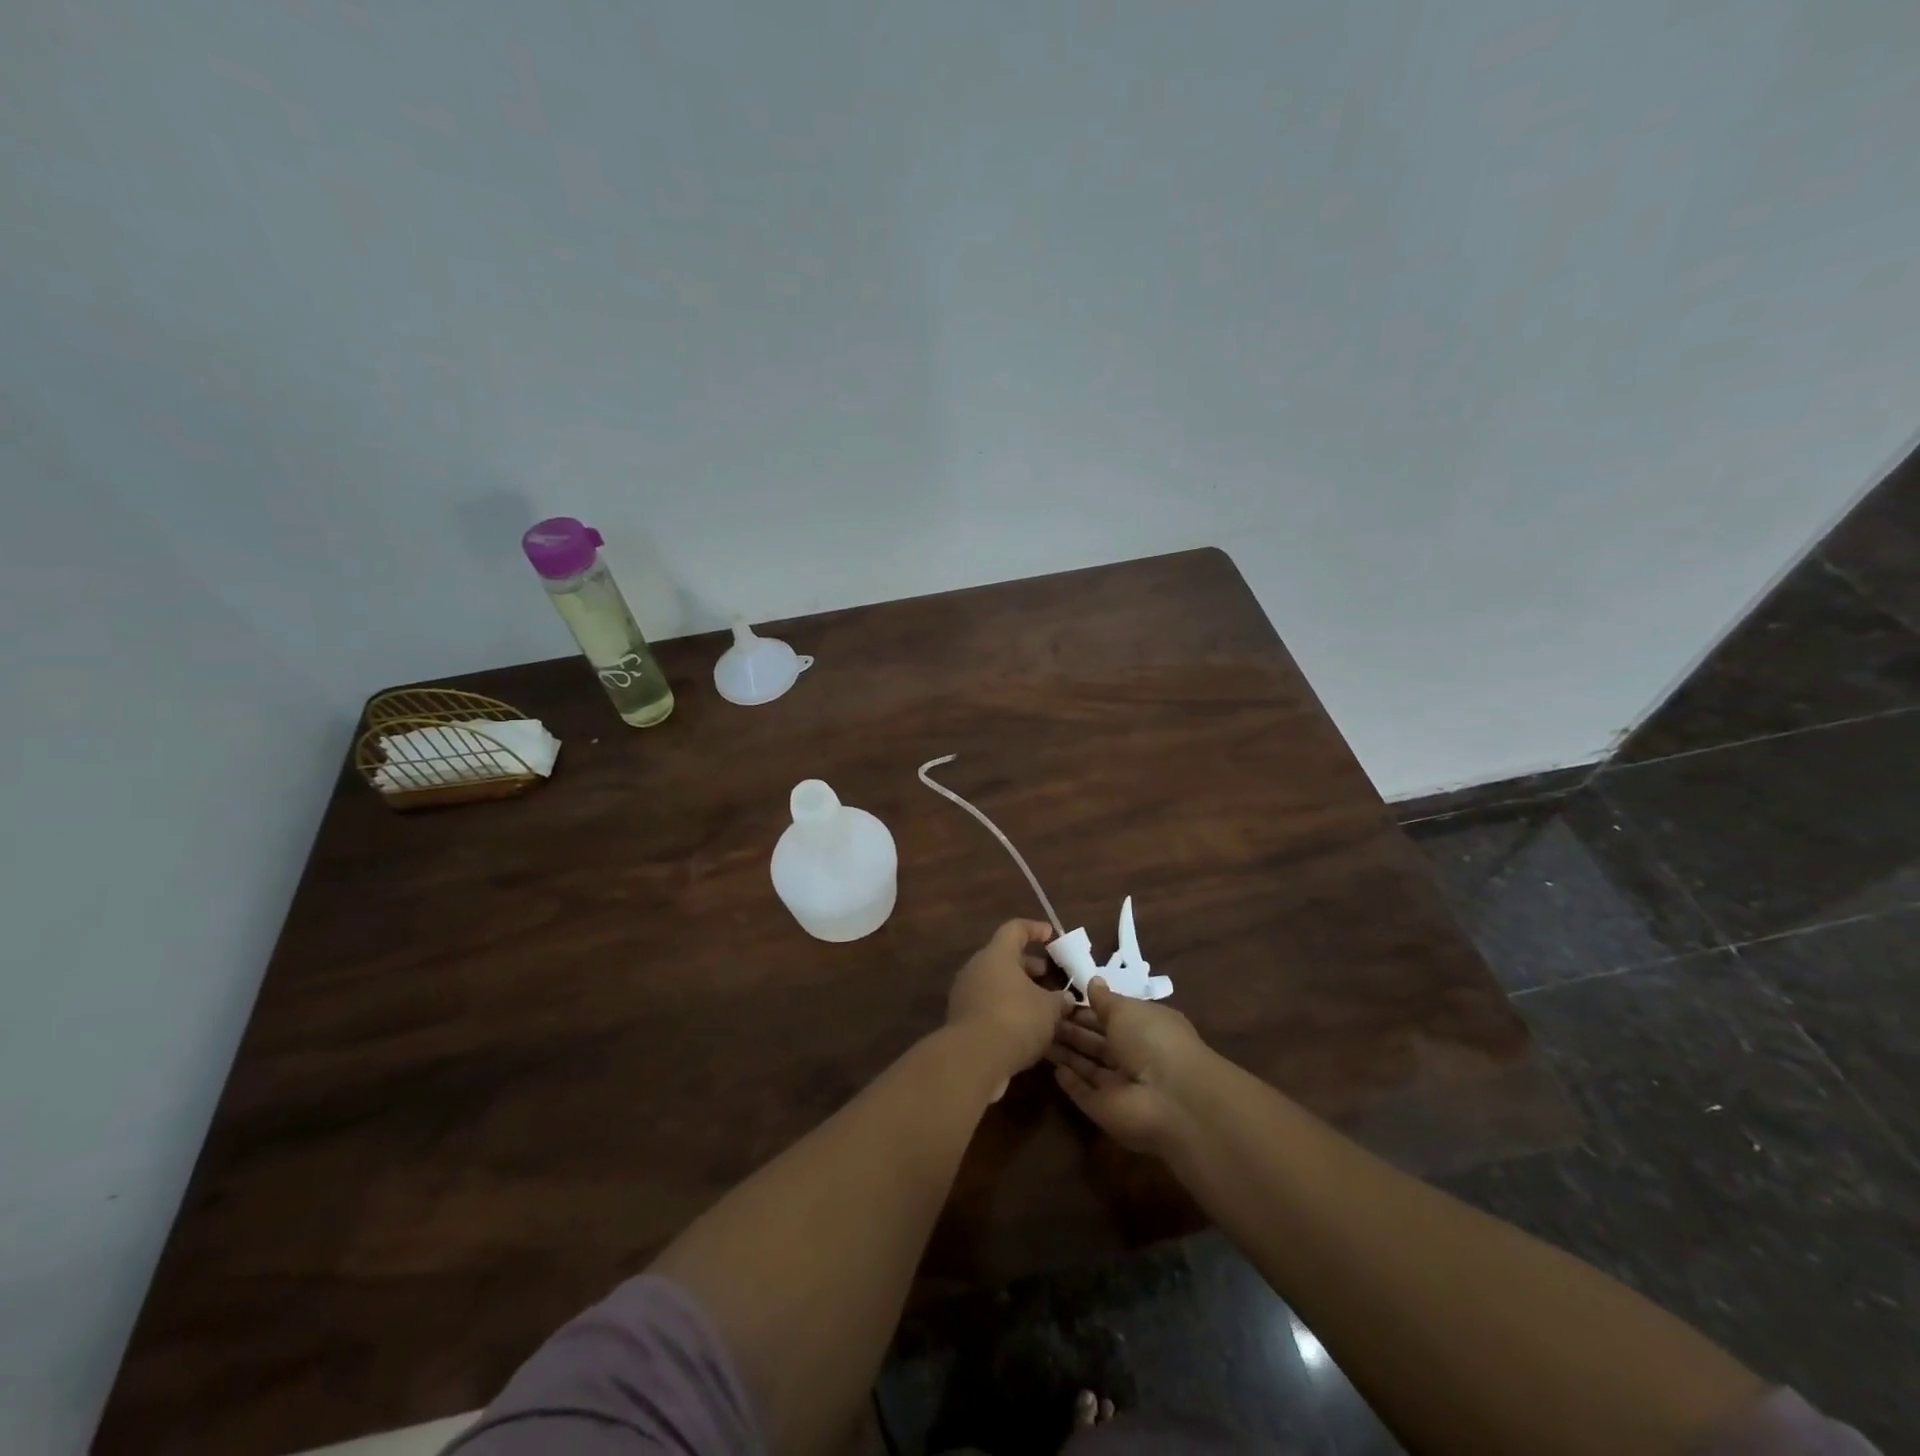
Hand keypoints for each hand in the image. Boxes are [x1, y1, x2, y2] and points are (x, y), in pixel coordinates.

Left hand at [947, 919, 1071, 1095]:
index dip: (1035, 929)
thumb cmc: (1015, 1020)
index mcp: (997, 954)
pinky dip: (1008, 1010)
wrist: (973, 1059)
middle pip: (1006, 958)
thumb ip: (1060, 999)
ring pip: (997, 984)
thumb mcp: (1050, 1009)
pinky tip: (1027, 1028)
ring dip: (1020, 991)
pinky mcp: (962, 1019)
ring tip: (1045, 1007)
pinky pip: (989, 1005)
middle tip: (1053, 979)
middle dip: (1031, 967)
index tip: (1052, 935)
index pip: (1015, 929)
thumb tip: (1066, 998)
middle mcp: (977, 968)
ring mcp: (966, 994)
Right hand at [1049, 977, 1214, 1156]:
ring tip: (1039, 1036)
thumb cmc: (1151, 1039)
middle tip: (1043, 1017)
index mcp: (1145, 1028)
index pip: (1112, 1017)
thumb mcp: (1126, 1009)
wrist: (1168, 1097)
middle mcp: (1134, 1057)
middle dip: (1072, 1030)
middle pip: (1097, 1043)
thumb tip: (1093, 981)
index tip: (1060, 1000)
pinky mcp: (1105, 1110)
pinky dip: (1070, 1082)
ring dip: (1066, 1052)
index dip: (1088, 1009)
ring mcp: (1120, 1086)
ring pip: (1088, 1066)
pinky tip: (1053, 1069)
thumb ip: (1106, 999)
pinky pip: (1084, 1093)